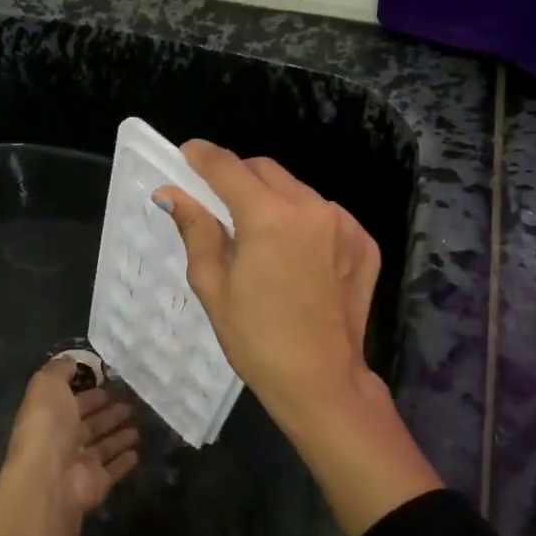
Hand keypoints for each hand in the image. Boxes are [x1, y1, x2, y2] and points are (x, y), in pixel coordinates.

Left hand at [0, 357, 139, 535]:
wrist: (48, 479)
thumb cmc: (47, 426)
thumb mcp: (47, 385)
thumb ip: (59, 370)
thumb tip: (71, 361)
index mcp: (48, 416)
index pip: (70, 402)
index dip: (87, 393)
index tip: (108, 383)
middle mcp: (62, 440)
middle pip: (88, 424)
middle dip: (106, 413)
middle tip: (128, 403)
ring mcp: (79, 464)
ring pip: (102, 446)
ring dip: (118, 436)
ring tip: (137, 426)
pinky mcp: (97, 483)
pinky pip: (113, 469)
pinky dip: (124, 461)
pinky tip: (137, 452)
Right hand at [156, 142, 440, 535]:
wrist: (322, 381)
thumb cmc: (255, 339)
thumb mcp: (213, 285)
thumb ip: (196, 229)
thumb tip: (171, 194)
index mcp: (269, 216)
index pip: (228, 167)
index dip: (202, 157)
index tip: (186, 155)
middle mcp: (311, 207)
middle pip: (265, 170)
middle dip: (237, 176)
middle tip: (217, 202)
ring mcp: (344, 223)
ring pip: (296, 190)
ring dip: (272, 199)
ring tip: (259, 237)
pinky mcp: (364, 241)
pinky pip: (324, 214)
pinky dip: (303, 221)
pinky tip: (294, 255)